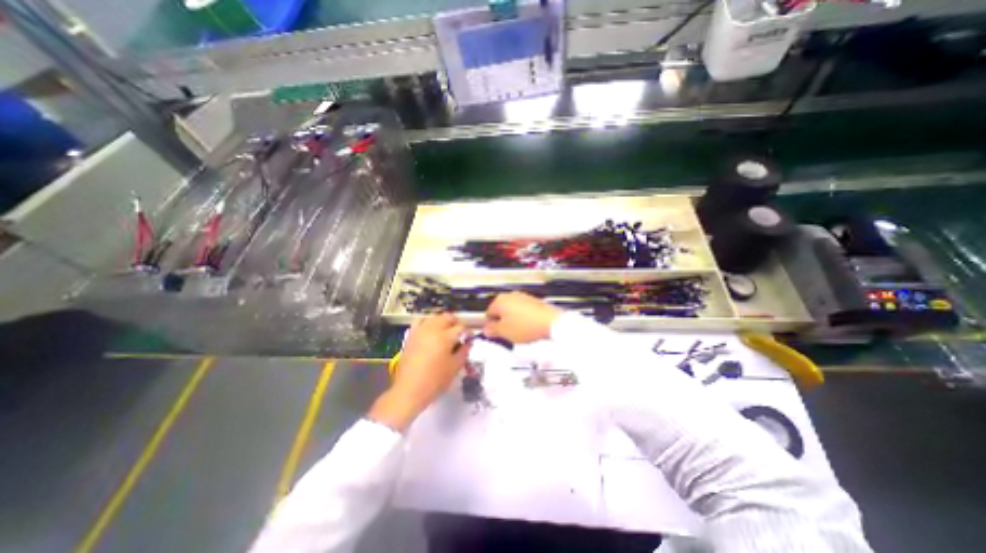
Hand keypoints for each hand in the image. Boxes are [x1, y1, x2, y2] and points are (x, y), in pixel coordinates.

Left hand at [370, 313, 467, 429]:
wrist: (410, 390)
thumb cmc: (435, 381)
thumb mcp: (455, 367)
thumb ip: (464, 352)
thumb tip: (468, 343)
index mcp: (445, 337)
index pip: (461, 327)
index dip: (468, 331)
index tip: (469, 338)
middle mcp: (432, 330)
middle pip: (447, 317)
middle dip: (456, 322)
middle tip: (460, 332)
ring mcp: (420, 331)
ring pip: (434, 317)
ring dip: (443, 320)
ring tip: (447, 329)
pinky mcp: (411, 335)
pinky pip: (420, 321)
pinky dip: (428, 321)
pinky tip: (431, 329)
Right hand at [485, 292, 561, 342]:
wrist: (551, 322)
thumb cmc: (525, 326)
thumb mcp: (504, 332)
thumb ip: (492, 330)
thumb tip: (487, 329)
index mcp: (499, 300)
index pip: (488, 314)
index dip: (490, 326)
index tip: (495, 334)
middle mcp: (510, 295)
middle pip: (500, 311)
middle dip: (502, 322)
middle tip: (507, 334)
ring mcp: (523, 297)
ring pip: (512, 310)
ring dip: (513, 320)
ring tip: (519, 332)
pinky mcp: (534, 301)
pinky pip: (523, 311)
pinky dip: (523, 318)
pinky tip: (528, 327)